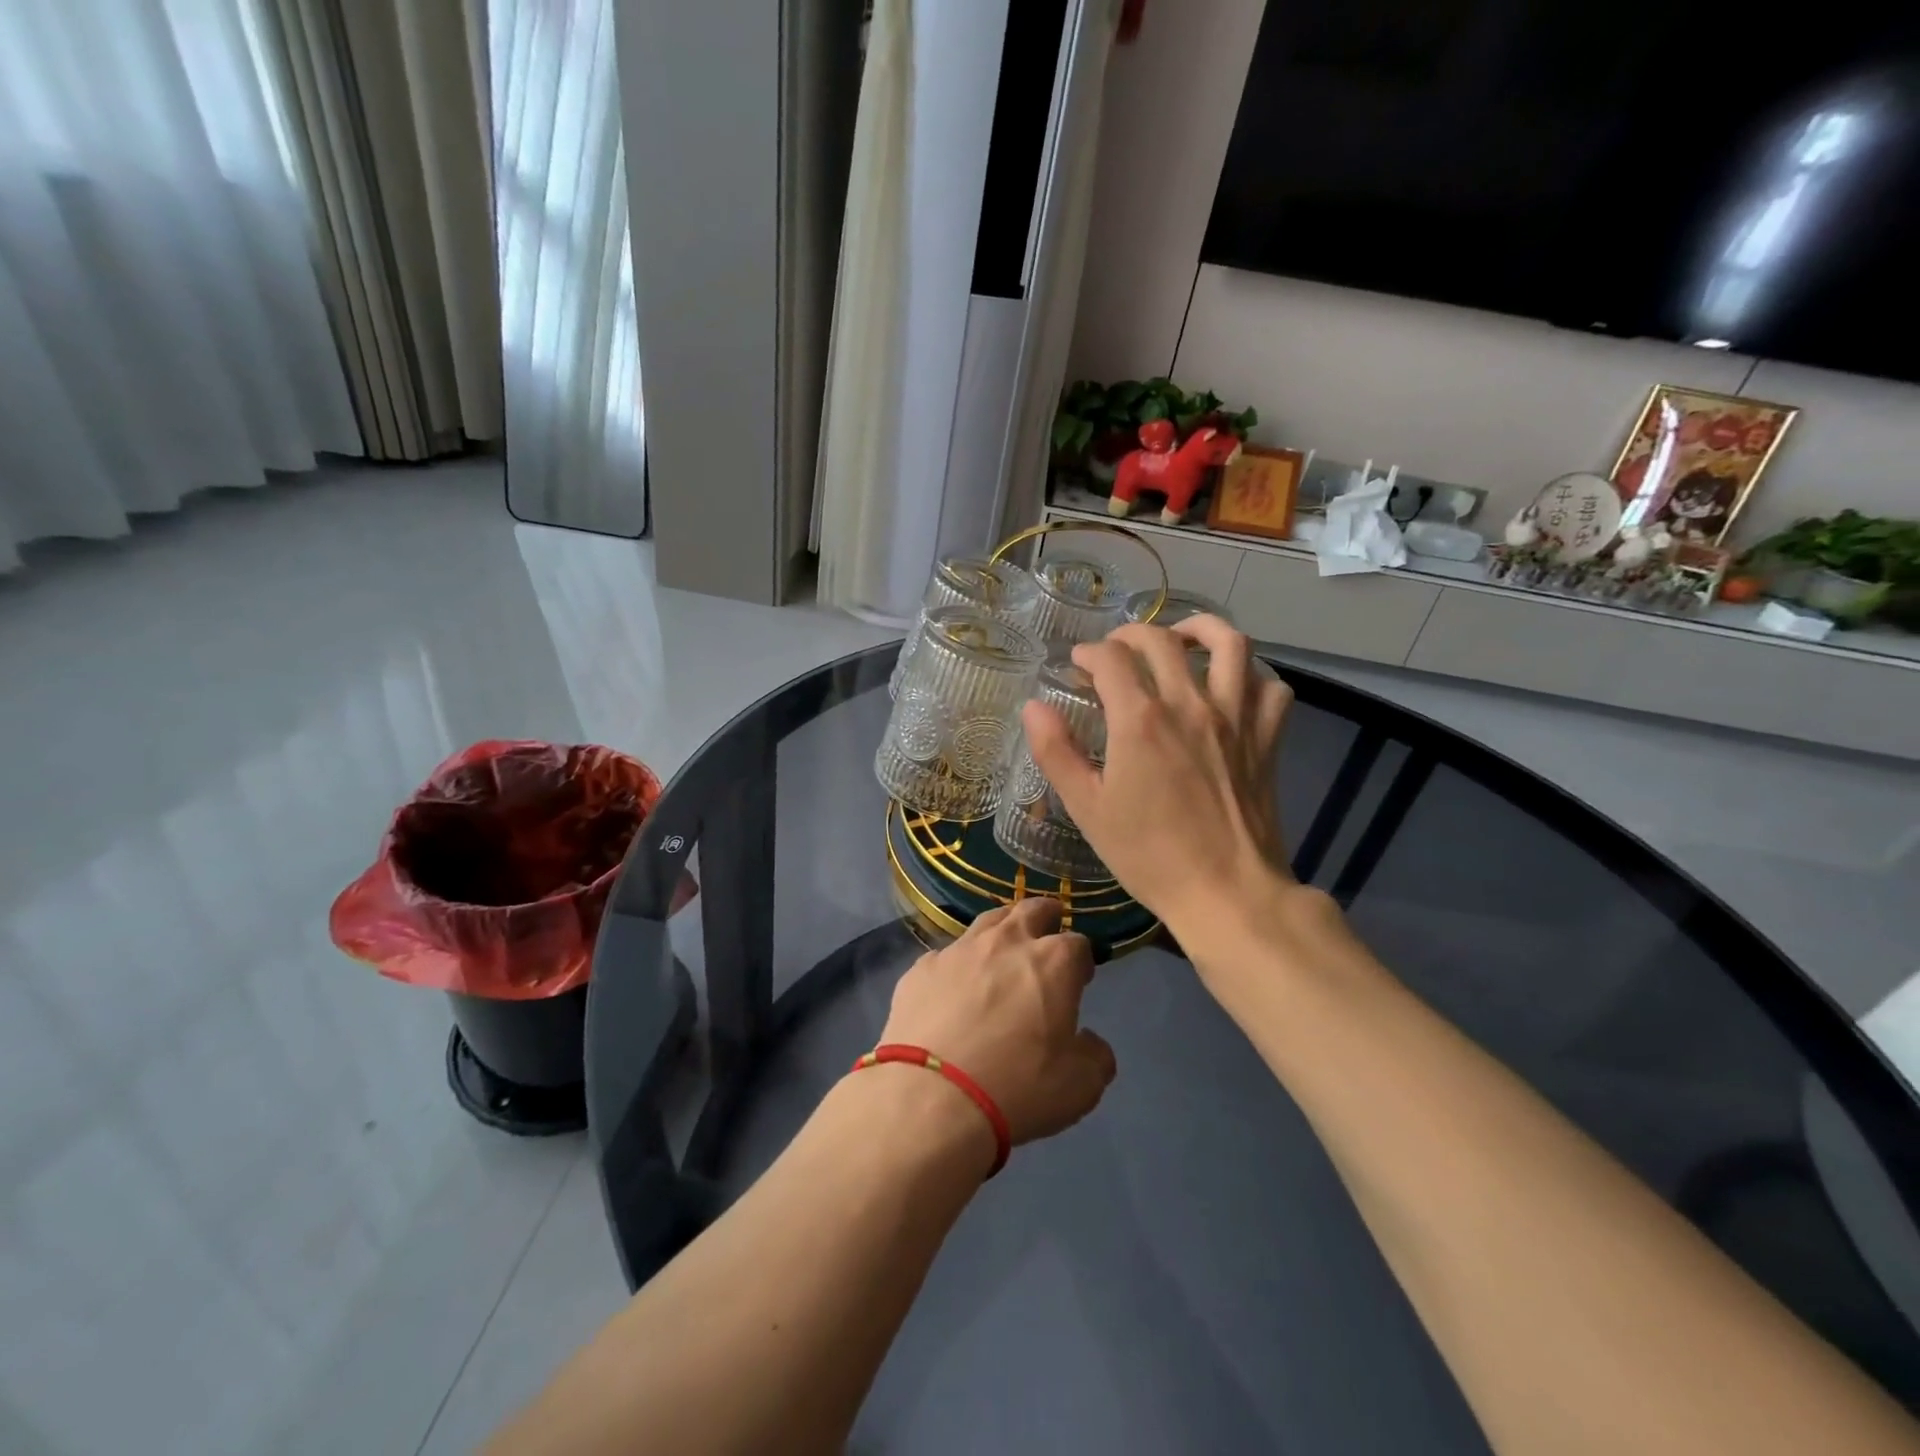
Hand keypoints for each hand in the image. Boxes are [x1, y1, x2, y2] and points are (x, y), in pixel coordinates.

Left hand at [880, 896, 1116, 1147]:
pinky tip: (954, 986)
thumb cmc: (1016, 1087)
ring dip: (1002, 929)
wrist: (930, 1097)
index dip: (1082, 960)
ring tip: (1003, 946)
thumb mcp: (1079, 1086)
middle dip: (1045, 916)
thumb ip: (1094, 1055)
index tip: (1081, 978)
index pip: (1078, 944)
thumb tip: (1089, 1042)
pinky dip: (959, 965)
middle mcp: (1006, 942)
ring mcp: (959, 950)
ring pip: (987, 921)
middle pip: (1031, 910)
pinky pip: (947, 956)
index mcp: (1053, 962)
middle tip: (1048, 928)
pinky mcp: (921, 968)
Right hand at [1022, 616, 1294, 941]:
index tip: (1078, 665)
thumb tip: (1034, 706)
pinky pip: (1270, 687)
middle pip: (1162, 640)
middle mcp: (1190, 705)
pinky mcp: (1267, 738)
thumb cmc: (1148, 855)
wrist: (1226, 892)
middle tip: (1116, 652)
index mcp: (1140, 720)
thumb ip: (1056, 751)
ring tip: (1182, 639)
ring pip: (1229, 644)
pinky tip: (1233, 685)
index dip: (1089, 653)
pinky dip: (1252, 676)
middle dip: (1131, 635)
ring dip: (1201, 629)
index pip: (1111, 658)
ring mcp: (1236, 718)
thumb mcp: (1087, 807)